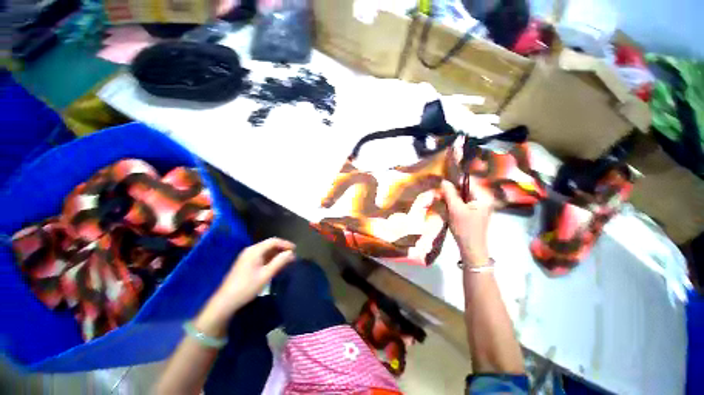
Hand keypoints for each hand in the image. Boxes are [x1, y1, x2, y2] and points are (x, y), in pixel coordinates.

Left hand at [195, 238, 295, 335]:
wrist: (225, 301)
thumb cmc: (247, 287)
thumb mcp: (266, 275)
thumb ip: (279, 262)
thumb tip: (291, 253)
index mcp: (255, 250)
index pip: (274, 241)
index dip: (286, 244)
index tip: (295, 250)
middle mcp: (250, 250)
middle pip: (270, 244)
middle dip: (282, 249)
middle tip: (292, 256)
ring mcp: (247, 256)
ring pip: (266, 250)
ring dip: (277, 254)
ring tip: (286, 260)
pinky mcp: (246, 263)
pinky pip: (261, 256)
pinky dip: (270, 258)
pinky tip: (275, 265)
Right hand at [441, 181, 492, 265]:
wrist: (471, 248)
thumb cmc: (464, 228)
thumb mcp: (455, 209)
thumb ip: (450, 194)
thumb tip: (444, 181)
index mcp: (483, 197)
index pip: (468, 182)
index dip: (454, 182)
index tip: (442, 185)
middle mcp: (484, 199)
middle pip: (465, 188)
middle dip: (451, 191)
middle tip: (439, 195)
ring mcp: (479, 205)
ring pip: (462, 196)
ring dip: (451, 197)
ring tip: (441, 200)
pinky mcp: (474, 211)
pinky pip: (463, 202)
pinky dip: (454, 203)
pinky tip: (447, 207)